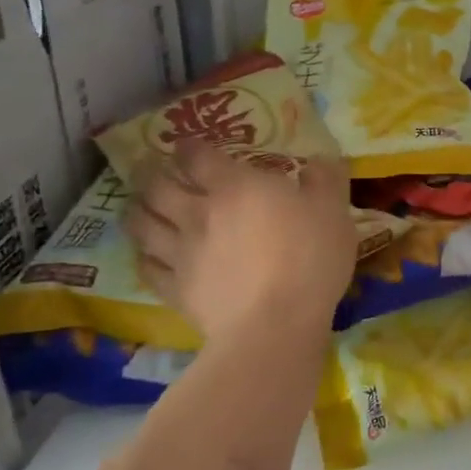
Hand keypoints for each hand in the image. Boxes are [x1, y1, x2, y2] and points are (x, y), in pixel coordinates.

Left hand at [125, 138, 356, 347]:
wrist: (275, 325)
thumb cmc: (308, 259)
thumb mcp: (334, 211)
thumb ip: (325, 180)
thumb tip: (318, 160)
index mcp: (236, 187)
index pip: (199, 157)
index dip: (189, 147)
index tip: (185, 144)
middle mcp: (199, 213)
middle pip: (160, 187)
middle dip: (152, 174)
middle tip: (149, 168)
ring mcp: (182, 254)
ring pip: (144, 225)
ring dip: (138, 211)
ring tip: (137, 205)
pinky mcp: (176, 291)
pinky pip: (148, 269)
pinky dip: (144, 257)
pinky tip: (145, 255)